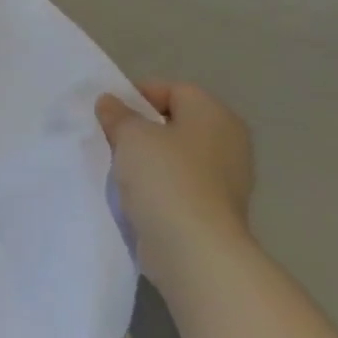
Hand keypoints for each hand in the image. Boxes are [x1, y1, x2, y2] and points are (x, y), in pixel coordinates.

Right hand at [95, 82, 255, 283]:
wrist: (193, 248)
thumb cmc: (165, 177)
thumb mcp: (131, 135)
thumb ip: (118, 114)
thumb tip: (110, 102)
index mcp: (214, 115)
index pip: (173, 89)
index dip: (138, 95)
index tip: (109, 113)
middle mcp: (228, 142)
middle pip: (175, 122)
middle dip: (141, 128)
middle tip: (110, 138)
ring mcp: (225, 178)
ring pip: (176, 155)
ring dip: (147, 159)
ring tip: (118, 167)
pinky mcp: (214, 209)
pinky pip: (179, 184)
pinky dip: (157, 185)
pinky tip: (134, 194)